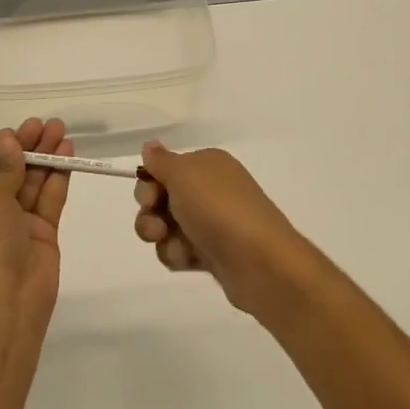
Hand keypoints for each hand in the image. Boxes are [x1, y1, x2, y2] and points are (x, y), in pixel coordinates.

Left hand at [0, 118, 73, 330]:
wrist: (5, 302)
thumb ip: (4, 169)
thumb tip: (8, 143)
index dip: (0, 148)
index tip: (19, 129)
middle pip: (8, 173)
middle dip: (26, 148)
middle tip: (46, 124)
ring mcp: (15, 226)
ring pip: (31, 184)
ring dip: (45, 158)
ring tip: (61, 131)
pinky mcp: (41, 235)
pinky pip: (48, 201)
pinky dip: (57, 178)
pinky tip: (67, 155)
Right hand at [133, 142, 317, 317]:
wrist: (260, 262)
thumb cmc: (218, 209)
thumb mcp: (183, 173)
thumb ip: (160, 160)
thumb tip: (150, 146)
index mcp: (207, 165)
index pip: (165, 167)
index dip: (149, 182)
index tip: (149, 196)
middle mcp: (210, 190)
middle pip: (160, 197)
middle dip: (149, 212)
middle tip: (158, 224)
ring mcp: (211, 223)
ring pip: (165, 227)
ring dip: (161, 237)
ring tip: (177, 246)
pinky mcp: (211, 254)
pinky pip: (179, 250)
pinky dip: (178, 255)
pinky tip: (189, 260)